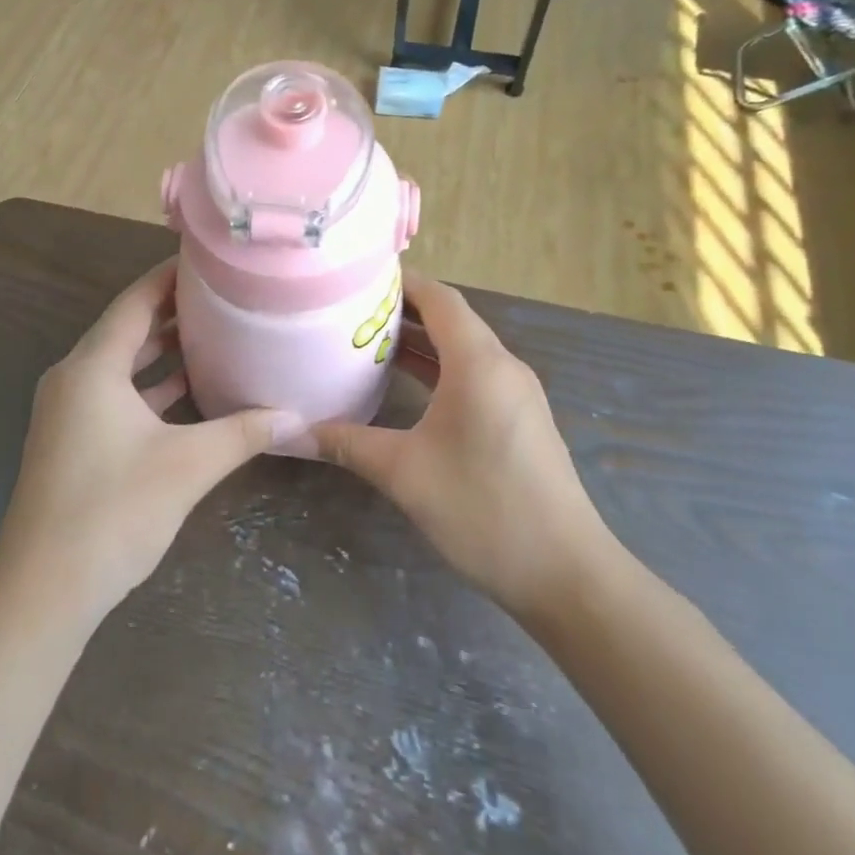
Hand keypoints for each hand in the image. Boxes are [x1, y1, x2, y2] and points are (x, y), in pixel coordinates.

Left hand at [0, 260, 301, 620]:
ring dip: (161, 351)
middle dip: (172, 311)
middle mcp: (74, 378)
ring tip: (214, 335)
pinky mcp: (72, 440)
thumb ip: (243, 433)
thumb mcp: (188, 466)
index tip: (209, 261)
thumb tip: (298, 417)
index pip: (135, 301)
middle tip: (223, 295)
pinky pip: (115, 395)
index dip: (169, 276)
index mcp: (92, 367)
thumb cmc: (113, 511)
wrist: (44, 588)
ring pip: (121, 365)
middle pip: (127, 329)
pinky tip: (189, 392)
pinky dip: (149, 388)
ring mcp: (68, 411)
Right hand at [312, 273, 616, 632]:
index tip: (357, 279)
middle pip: (450, 319)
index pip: (439, 298)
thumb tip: (288, 433)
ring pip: (462, 348)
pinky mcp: (519, 419)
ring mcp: (516, 394)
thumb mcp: (404, 473)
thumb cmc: (483, 509)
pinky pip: (474, 374)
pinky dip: (439, 368)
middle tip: (349, 311)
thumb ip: (346, 443)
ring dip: (420, 341)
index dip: (401, 282)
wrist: (566, 575)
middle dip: (402, 310)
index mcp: (479, 363)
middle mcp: (502, 366)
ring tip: (367, 341)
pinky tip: (405, 385)